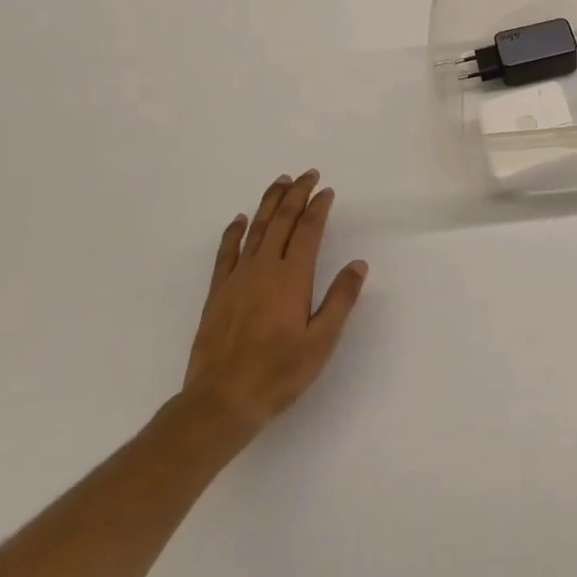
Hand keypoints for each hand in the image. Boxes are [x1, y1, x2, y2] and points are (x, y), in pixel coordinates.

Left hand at [179, 169, 367, 445]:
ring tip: (280, 182)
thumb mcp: (321, 341)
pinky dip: (234, 232)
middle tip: (307, 174)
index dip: (318, 207)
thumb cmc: (278, 373)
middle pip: (281, 220)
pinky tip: (239, 219)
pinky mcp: (218, 292)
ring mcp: (237, 278)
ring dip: (269, 202)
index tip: (327, 190)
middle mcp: (264, 268)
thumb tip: (358, 264)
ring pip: (255, 229)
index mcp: (292, 278)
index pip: (308, 231)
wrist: (221, 401)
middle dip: (296, 194)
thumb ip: (340, 299)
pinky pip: (226, 252)